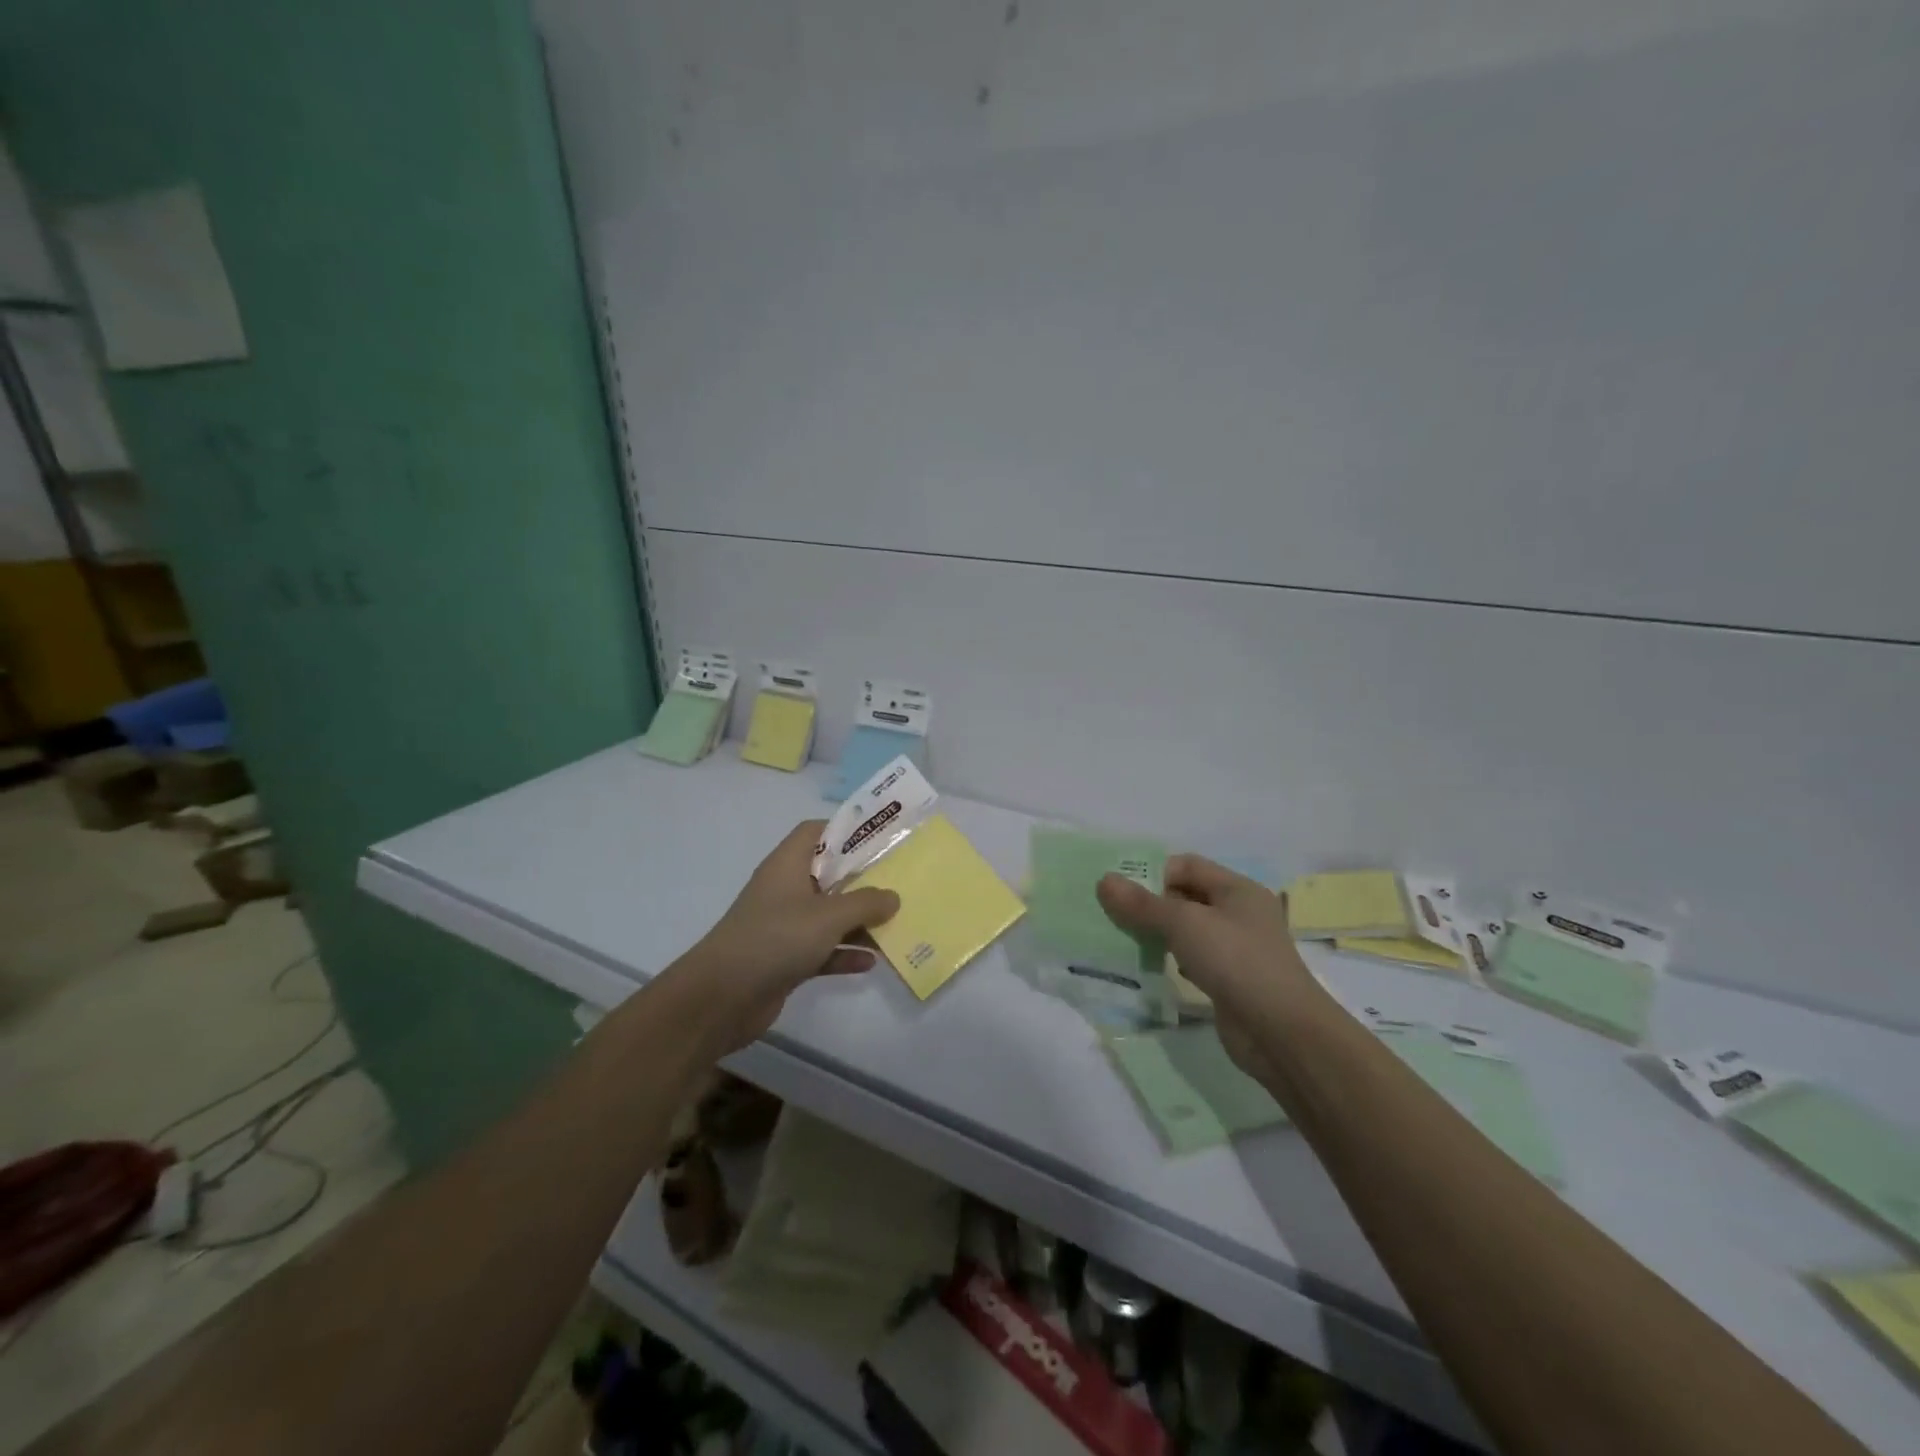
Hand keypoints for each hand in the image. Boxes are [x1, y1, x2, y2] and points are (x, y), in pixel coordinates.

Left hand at [686, 821, 899, 1050]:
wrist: (721, 998)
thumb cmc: (776, 939)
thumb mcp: (828, 916)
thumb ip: (866, 903)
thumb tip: (893, 896)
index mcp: (788, 865)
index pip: (816, 832)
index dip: (846, 830)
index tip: (880, 838)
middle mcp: (785, 890)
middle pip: (829, 875)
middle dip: (863, 880)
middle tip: (900, 882)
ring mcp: (784, 926)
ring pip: (828, 916)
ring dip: (858, 922)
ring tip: (896, 924)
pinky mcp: (785, 959)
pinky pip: (822, 949)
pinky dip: (844, 953)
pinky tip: (871, 962)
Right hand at [1097, 856, 1317, 1084]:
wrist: (1282, 1033)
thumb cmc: (1236, 961)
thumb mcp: (1184, 924)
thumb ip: (1143, 903)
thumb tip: (1104, 880)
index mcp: (1238, 889)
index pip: (1187, 865)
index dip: (1154, 873)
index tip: (1122, 892)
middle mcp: (1240, 913)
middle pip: (1186, 896)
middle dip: (1151, 904)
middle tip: (1115, 916)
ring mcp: (1237, 949)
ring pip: (1188, 930)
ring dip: (1158, 933)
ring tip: (1126, 941)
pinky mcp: (1230, 980)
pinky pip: (1193, 959)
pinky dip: (1171, 959)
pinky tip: (1152, 969)